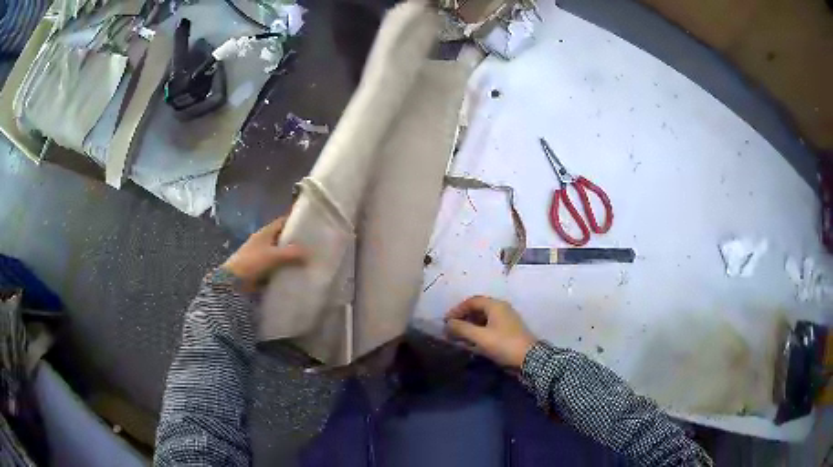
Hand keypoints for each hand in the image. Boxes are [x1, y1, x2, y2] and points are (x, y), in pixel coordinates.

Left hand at [221, 216, 306, 289]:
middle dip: (296, 241)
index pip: (282, 222)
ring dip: (291, 256)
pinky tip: (296, 273)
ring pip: (281, 253)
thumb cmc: (252, 262)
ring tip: (309, 260)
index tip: (310, 225)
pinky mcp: (261, 269)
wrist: (233, 282)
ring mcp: (261, 255)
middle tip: (313, 245)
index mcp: (265, 232)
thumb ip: (292, 253)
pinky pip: (277, 266)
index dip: (295, 221)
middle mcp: (263, 241)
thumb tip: (310, 253)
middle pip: (283, 238)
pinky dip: (285, 268)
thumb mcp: (274, 256)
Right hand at [444, 296, 536, 368]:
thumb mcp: (480, 337)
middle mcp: (501, 309)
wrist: (529, 359)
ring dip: (470, 327)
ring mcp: (506, 320)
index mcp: (495, 305)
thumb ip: (462, 328)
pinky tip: (472, 343)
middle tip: (451, 330)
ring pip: (483, 319)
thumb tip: (448, 324)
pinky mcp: (508, 332)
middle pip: (478, 309)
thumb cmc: (504, 344)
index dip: (457, 310)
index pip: (472, 301)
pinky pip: (489, 327)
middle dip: (463, 319)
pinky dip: (478, 333)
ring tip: (459, 338)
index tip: (446, 321)